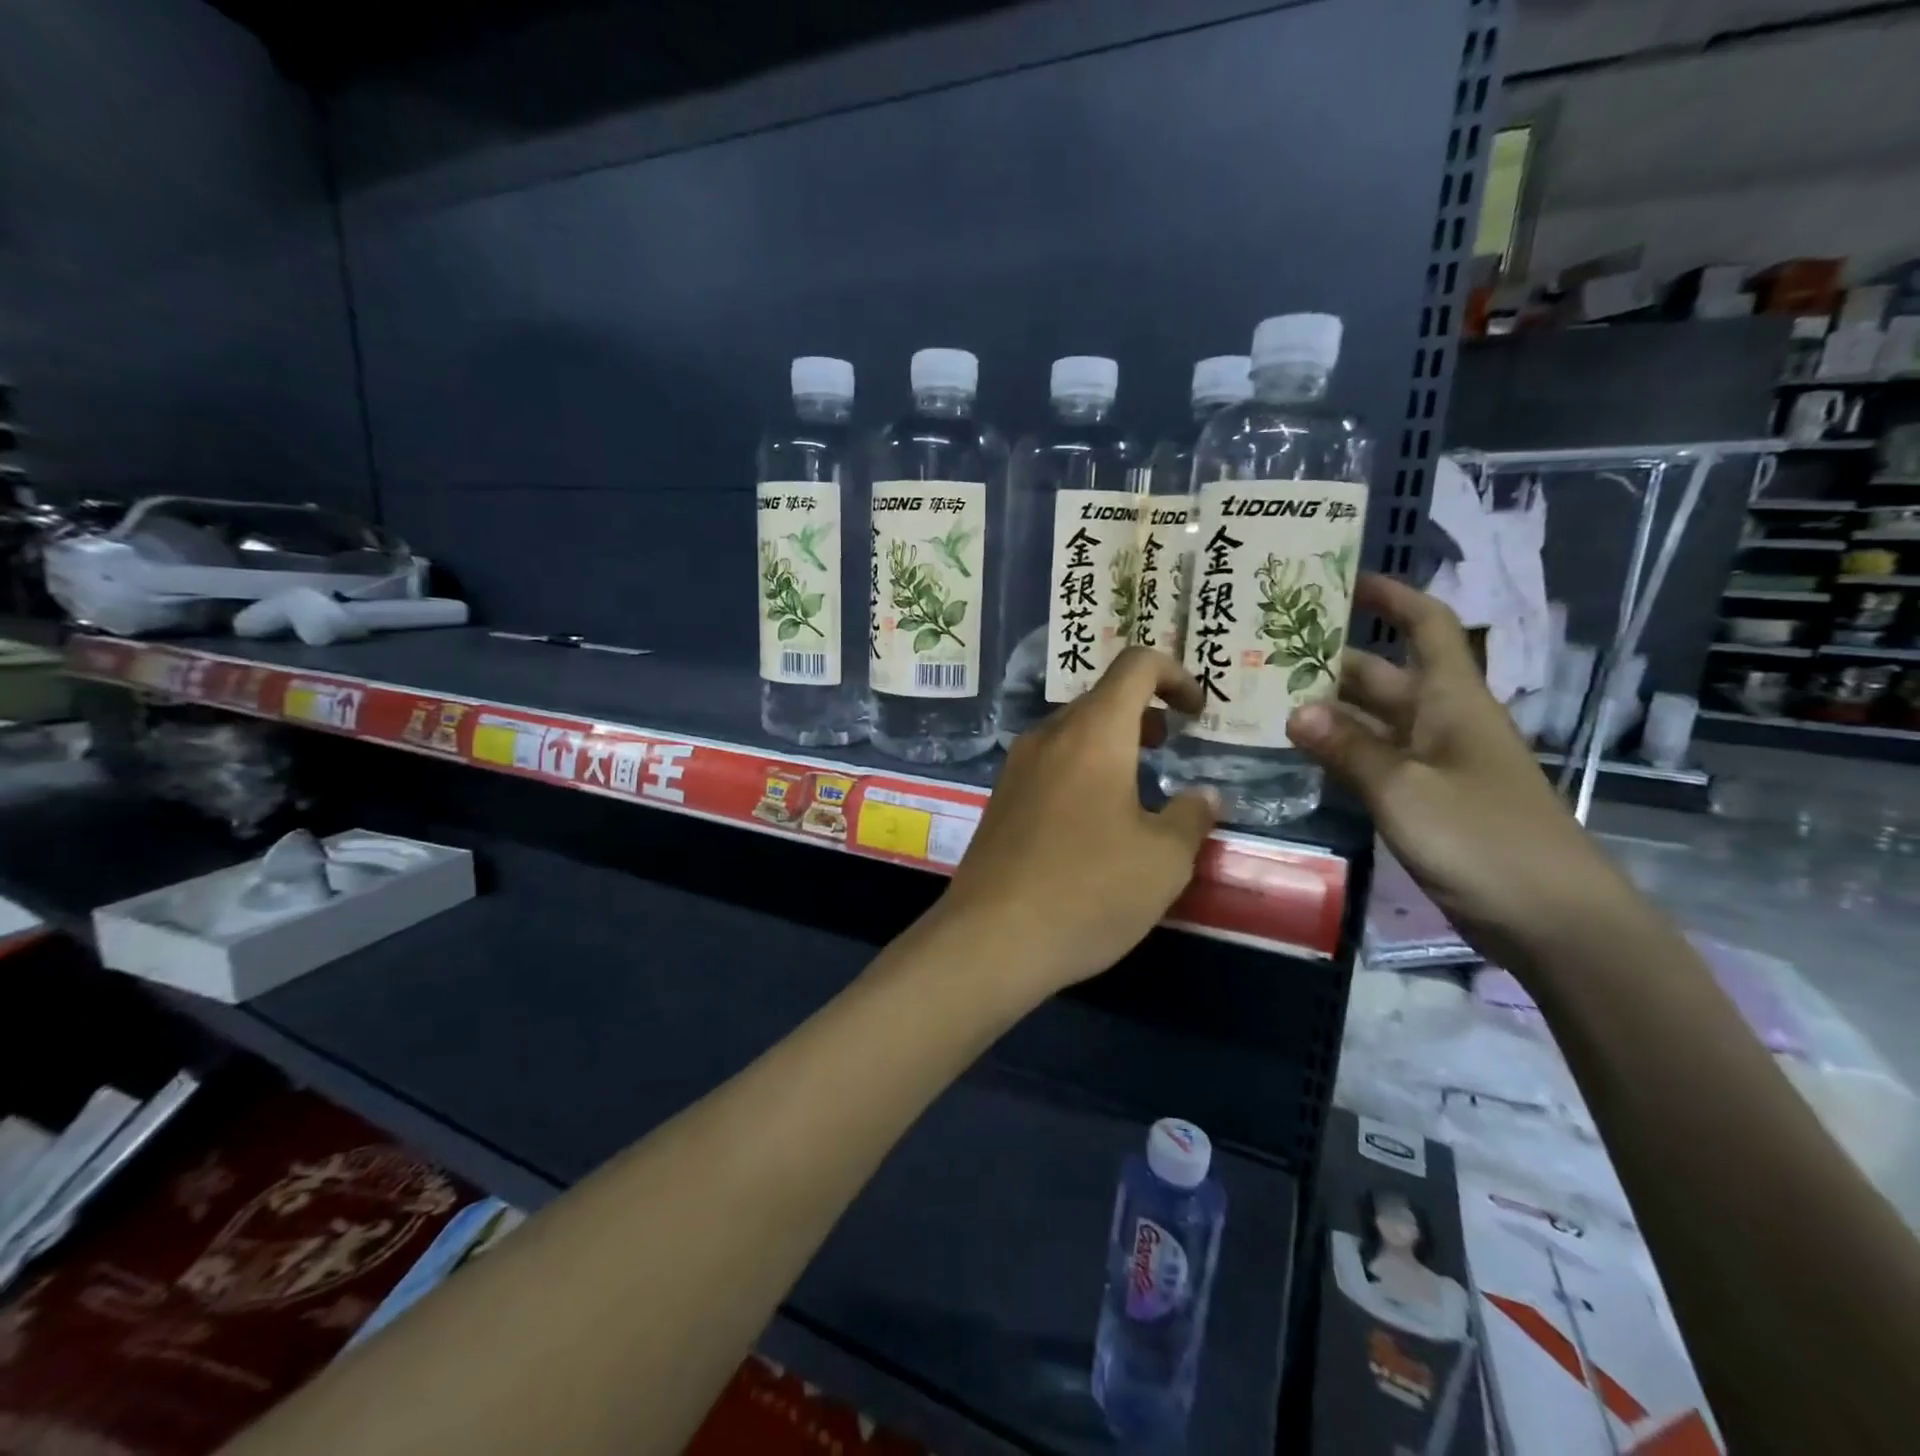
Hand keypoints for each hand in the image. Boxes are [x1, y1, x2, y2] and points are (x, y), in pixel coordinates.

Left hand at [937, 647, 1219, 1003]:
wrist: (991, 938)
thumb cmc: (1088, 891)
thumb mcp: (1163, 861)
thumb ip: (1192, 817)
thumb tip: (1204, 796)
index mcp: (1093, 733)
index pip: (1136, 666)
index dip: (1174, 674)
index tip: (1196, 711)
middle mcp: (1048, 737)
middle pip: (1101, 699)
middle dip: (1144, 714)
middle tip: (1172, 747)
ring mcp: (1016, 767)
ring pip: (1073, 732)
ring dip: (1112, 744)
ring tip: (1140, 785)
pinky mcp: (1000, 800)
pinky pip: (1050, 764)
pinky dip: (1082, 769)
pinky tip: (1095, 821)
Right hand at [1286, 574, 1635, 967]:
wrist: (1554, 922)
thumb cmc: (1485, 841)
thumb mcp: (1407, 791)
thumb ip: (1349, 750)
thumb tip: (1294, 710)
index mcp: (1452, 702)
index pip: (1428, 627)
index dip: (1392, 597)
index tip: (1342, 580)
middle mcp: (1442, 723)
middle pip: (1384, 675)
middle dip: (1331, 659)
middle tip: (1265, 652)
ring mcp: (1434, 765)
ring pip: (1373, 721)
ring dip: (1327, 709)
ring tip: (1262, 699)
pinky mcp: (1426, 801)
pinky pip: (1374, 762)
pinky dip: (1338, 753)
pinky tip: (1296, 755)